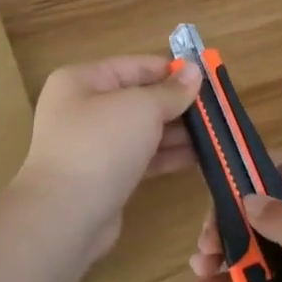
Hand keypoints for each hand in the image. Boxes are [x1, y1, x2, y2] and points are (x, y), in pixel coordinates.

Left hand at [14, 56, 202, 258]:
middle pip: (138, 98)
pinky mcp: (104, 176)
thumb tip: (195, 71)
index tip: (206, 77)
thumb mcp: (141, 108)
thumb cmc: (101, 145)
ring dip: (177, 131)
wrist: (65, 216)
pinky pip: (141, 157)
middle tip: (216, 109)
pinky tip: (199, 157)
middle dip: (177, 104)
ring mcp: (93, 144)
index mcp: (82, 81)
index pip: (134, 66)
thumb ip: (171, 91)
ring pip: (142, 130)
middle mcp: (83, 108)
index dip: (170, 70)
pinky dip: (167, 155)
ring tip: (214, 134)